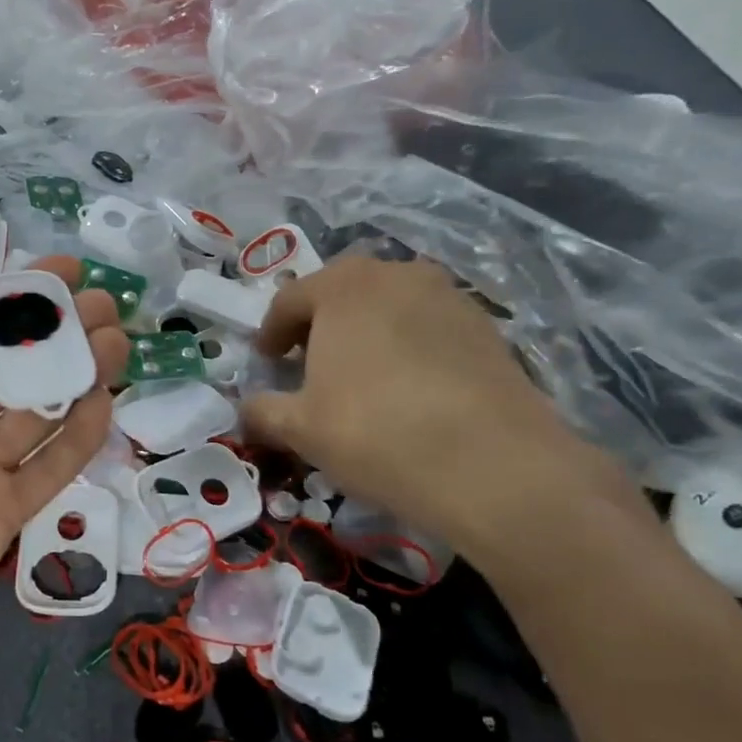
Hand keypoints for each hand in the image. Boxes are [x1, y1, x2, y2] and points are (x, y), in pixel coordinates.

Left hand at [0, 257, 128, 723]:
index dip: (17, 299)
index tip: (63, 270)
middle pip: (15, 369)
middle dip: (60, 334)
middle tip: (105, 304)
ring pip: (40, 413)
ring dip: (78, 376)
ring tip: (116, 341)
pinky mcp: (4, 516)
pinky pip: (48, 469)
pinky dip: (77, 437)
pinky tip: (103, 402)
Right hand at [242, 256, 642, 571]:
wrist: (494, 466)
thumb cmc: (376, 433)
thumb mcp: (300, 428)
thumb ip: (262, 411)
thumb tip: (246, 411)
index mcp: (343, 286)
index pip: (290, 300)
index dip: (271, 332)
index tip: (267, 362)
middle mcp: (396, 275)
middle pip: (342, 294)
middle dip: (320, 327)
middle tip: (309, 366)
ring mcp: (449, 297)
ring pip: (390, 308)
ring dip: (367, 334)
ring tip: (361, 379)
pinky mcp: (487, 328)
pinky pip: (429, 329)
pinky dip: (409, 349)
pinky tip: (410, 392)